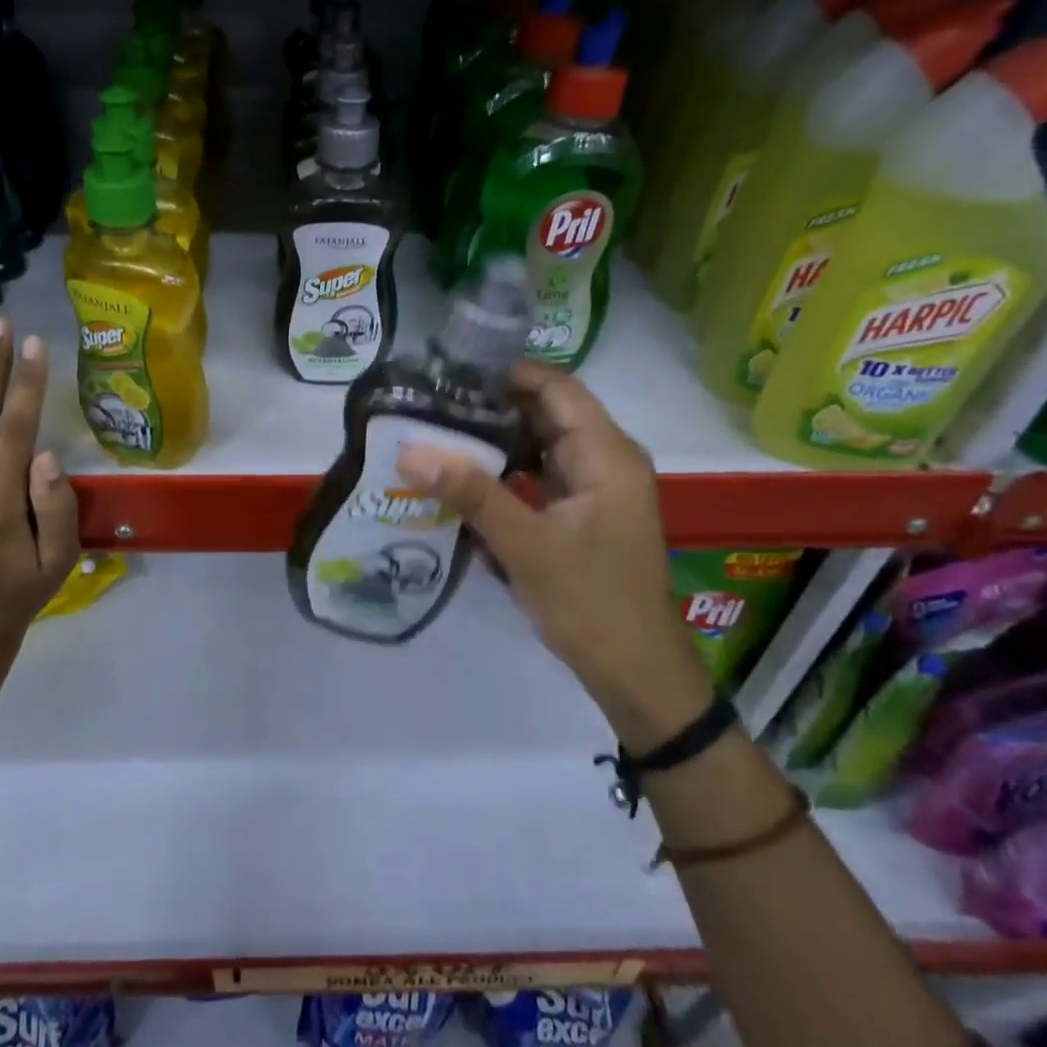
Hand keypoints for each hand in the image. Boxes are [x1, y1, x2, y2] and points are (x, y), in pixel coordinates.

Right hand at [397, 360, 710, 743]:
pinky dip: (502, 473)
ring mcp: (591, 488)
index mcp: (606, 455)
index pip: (556, 388)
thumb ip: (471, 494)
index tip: (450, 371)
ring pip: (537, 445)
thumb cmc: (591, 604)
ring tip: (436, 433)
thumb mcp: (526, 546)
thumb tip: (410, 451)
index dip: (507, 372)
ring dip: (492, 440)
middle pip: (544, 413)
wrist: (636, 675)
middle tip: (430, 402)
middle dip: (490, 406)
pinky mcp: (578, 514)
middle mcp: (603, 461)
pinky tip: (461, 479)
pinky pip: (536, 477)